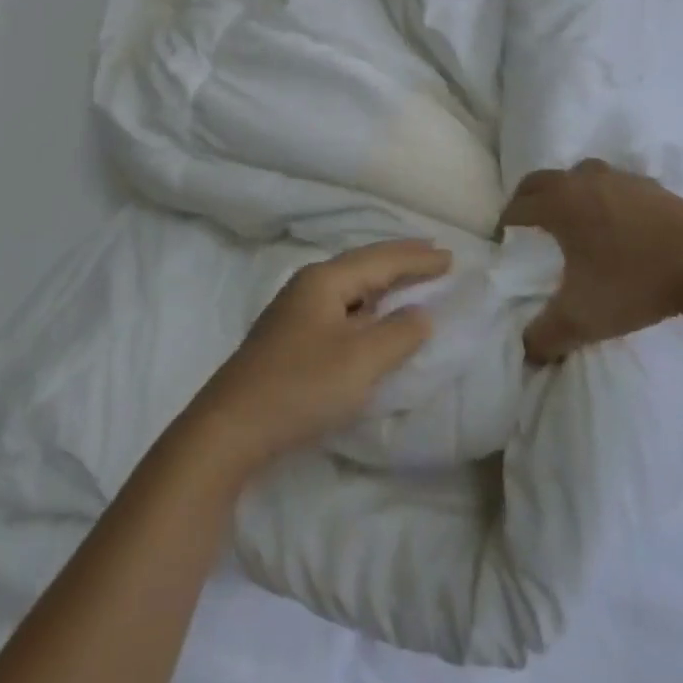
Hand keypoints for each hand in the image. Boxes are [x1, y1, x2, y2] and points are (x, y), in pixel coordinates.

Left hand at [185, 241, 449, 471]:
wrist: (231, 426)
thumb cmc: (301, 387)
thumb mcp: (360, 361)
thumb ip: (398, 333)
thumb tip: (421, 313)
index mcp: (324, 280)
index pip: (380, 260)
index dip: (417, 258)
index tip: (451, 257)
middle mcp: (308, 285)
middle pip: (362, 265)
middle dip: (399, 261)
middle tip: (433, 256)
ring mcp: (295, 311)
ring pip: (350, 286)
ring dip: (382, 282)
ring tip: (410, 280)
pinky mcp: (291, 337)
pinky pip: (340, 307)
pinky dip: (366, 305)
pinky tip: (372, 316)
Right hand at [500, 159, 682, 362]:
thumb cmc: (636, 283)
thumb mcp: (583, 319)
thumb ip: (546, 336)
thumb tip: (527, 352)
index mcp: (559, 204)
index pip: (517, 206)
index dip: (506, 223)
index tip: (504, 241)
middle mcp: (581, 181)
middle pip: (539, 181)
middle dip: (526, 198)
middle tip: (526, 222)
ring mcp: (618, 178)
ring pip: (576, 175)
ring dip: (565, 191)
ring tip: (570, 217)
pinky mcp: (649, 186)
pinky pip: (611, 183)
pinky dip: (601, 195)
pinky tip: (614, 221)